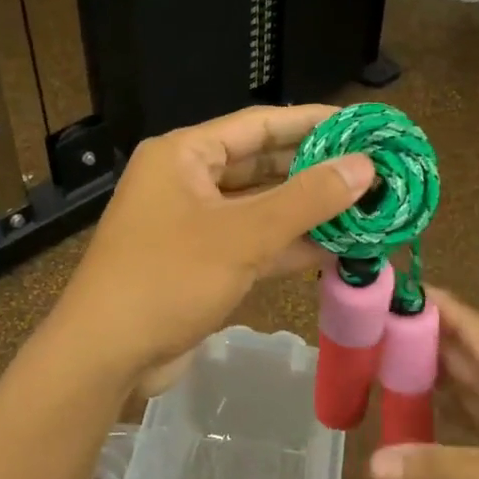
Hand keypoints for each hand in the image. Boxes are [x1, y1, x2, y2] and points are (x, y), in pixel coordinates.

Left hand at [51, 105, 374, 385]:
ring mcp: (193, 225)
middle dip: (315, 170)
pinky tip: (335, 250)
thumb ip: (306, 199)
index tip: (361, 124)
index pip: (259, 124)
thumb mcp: (242, 236)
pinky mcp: (201, 264)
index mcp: (185, 155)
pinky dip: (288, 246)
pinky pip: (252, 243)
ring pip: (260, 208)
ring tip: (364, 208)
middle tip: (371, 170)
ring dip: (307, 212)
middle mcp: (187, 181)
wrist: (106, 356)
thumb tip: (365, 166)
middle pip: (262, 165)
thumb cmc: (168, 279)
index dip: (312, 122)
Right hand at [367, 288, 478, 478]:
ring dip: (433, 372)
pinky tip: (425, 418)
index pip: (469, 324)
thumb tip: (373, 463)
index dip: (434, 302)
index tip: (393, 286)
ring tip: (385, 365)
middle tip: (370, 327)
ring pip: (470, 385)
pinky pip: (476, 421)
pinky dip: (448, 413)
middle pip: (464, 351)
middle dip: (422, 335)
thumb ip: (444, 471)